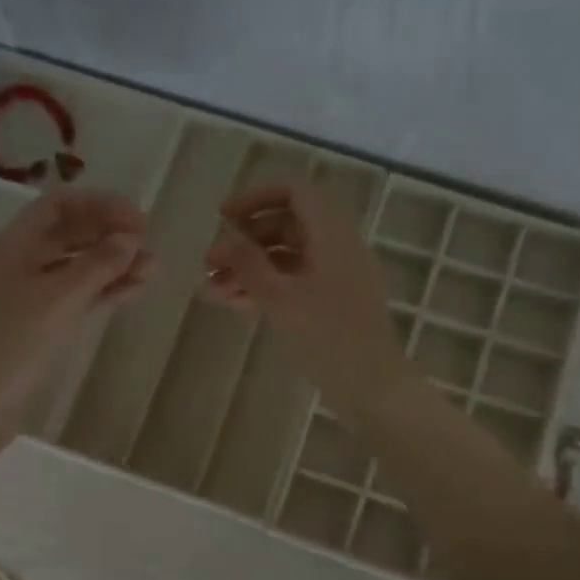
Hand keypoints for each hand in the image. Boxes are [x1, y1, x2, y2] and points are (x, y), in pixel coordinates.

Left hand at [0, 189, 150, 445]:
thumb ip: (98, 264)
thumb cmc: (12, 343)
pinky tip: (132, 291)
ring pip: (73, 269)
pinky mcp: (34, 325)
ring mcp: (25, 295)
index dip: (101, 206)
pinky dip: (101, 292)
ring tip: (152, 271)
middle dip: (109, 236)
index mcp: (11, 244)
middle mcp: (16, 262)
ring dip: (111, 266)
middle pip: (68, 234)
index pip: (59, 205)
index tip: (139, 221)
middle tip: (148, 245)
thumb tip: (130, 238)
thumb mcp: (59, 299)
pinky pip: (72, 297)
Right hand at [203, 182, 413, 418]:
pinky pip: (296, 282)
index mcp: (332, 234)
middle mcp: (337, 247)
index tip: (221, 218)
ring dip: (249, 269)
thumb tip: (226, 237)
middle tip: (209, 264)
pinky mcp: (333, 303)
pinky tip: (235, 304)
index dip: (255, 199)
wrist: (370, 386)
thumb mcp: (279, 298)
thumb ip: (249, 263)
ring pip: (287, 259)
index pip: (294, 193)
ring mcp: (337, 276)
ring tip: (211, 291)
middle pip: (286, 227)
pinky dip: (266, 288)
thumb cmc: (325, 337)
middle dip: (244, 242)